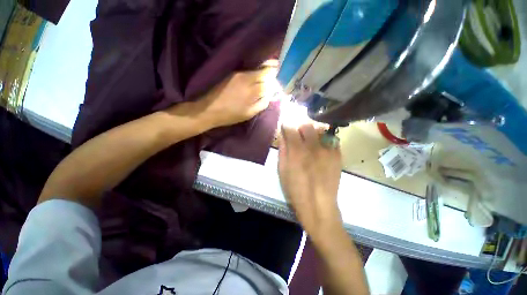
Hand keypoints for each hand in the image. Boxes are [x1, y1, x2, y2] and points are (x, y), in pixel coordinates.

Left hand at [196, 66, 277, 128]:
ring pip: (258, 68)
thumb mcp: (249, 113)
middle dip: (273, 72)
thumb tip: (272, 94)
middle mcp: (248, 78)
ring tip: (271, 73)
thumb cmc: (231, 115)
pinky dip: (257, 71)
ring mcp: (240, 74)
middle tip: (278, 75)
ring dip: (266, 70)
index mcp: (253, 91)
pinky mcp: (234, 73)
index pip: (271, 80)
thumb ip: (263, 103)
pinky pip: (250, 70)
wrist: (209, 109)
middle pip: (266, 71)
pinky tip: (258, 76)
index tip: (279, 83)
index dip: (276, 81)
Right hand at [278, 123, 342, 237]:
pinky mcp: (337, 155)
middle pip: (307, 125)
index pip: (290, 128)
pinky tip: (321, 150)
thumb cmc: (295, 189)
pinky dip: (324, 141)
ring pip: (320, 130)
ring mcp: (327, 150)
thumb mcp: (282, 170)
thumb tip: (283, 136)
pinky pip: (331, 140)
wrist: (318, 205)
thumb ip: (282, 150)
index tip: (285, 128)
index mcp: (296, 151)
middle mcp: (313, 147)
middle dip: (300, 128)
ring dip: (313, 133)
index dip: (286, 125)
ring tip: (311, 142)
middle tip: (298, 136)